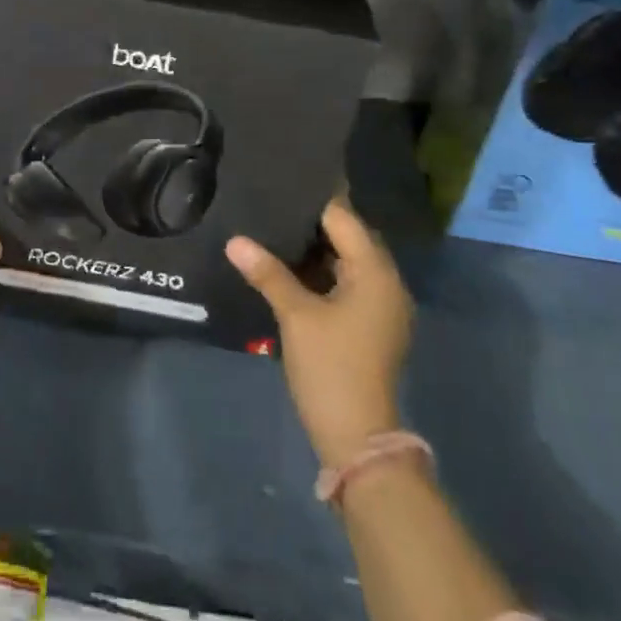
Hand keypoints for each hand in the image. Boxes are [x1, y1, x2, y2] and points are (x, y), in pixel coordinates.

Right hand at [226, 198, 412, 468]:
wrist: (357, 437)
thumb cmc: (331, 367)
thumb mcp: (296, 316)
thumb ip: (268, 273)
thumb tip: (234, 240)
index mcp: (375, 272)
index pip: (344, 219)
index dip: (313, 201)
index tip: (281, 183)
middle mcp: (386, 282)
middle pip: (349, 237)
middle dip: (313, 223)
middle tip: (273, 203)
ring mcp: (382, 305)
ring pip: (347, 261)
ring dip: (316, 249)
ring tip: (275, 228)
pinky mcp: (372, 324)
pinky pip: (348, 283)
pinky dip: (323, 273)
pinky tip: (290, 267)